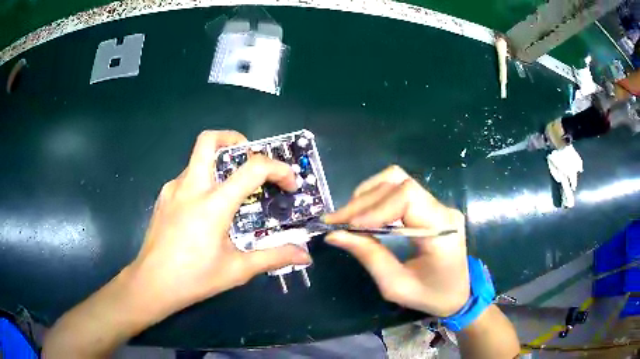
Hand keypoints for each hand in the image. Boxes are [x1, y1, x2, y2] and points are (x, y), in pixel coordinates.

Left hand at [129, 130, 310, 313]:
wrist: (151, 284)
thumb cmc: (194, 278)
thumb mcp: (237, 270)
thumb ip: (273, 258)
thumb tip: (305, 256)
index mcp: (212, 204)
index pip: (252, 168)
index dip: (278, 169)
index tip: (289, 184)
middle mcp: (190, 187)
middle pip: (209, 140)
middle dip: (234, 139)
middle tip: (249, 158)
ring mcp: (172, 190)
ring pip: (197, 159)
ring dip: (218, 164)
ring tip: (230, 191)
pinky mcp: (163, 198)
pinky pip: (186, 178)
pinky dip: (202, 181)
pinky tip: (205, 210)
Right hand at [325, 165, 468, 316]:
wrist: (459, 293)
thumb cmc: (431, 296)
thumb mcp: (396, 286)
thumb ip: (369, 257)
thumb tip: (335, 235)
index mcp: (442, 230)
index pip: (407, 197)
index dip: (375, 207)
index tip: (349, 226)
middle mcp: (443, 209)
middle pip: (399, 183)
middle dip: (363, 201)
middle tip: (336, 221)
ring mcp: (438, 205)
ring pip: (397, 181)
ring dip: (368, 195)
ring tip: (348, 217)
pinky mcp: (431, 206)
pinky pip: (400, 191)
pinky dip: (376, 199)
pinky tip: (364, 215)